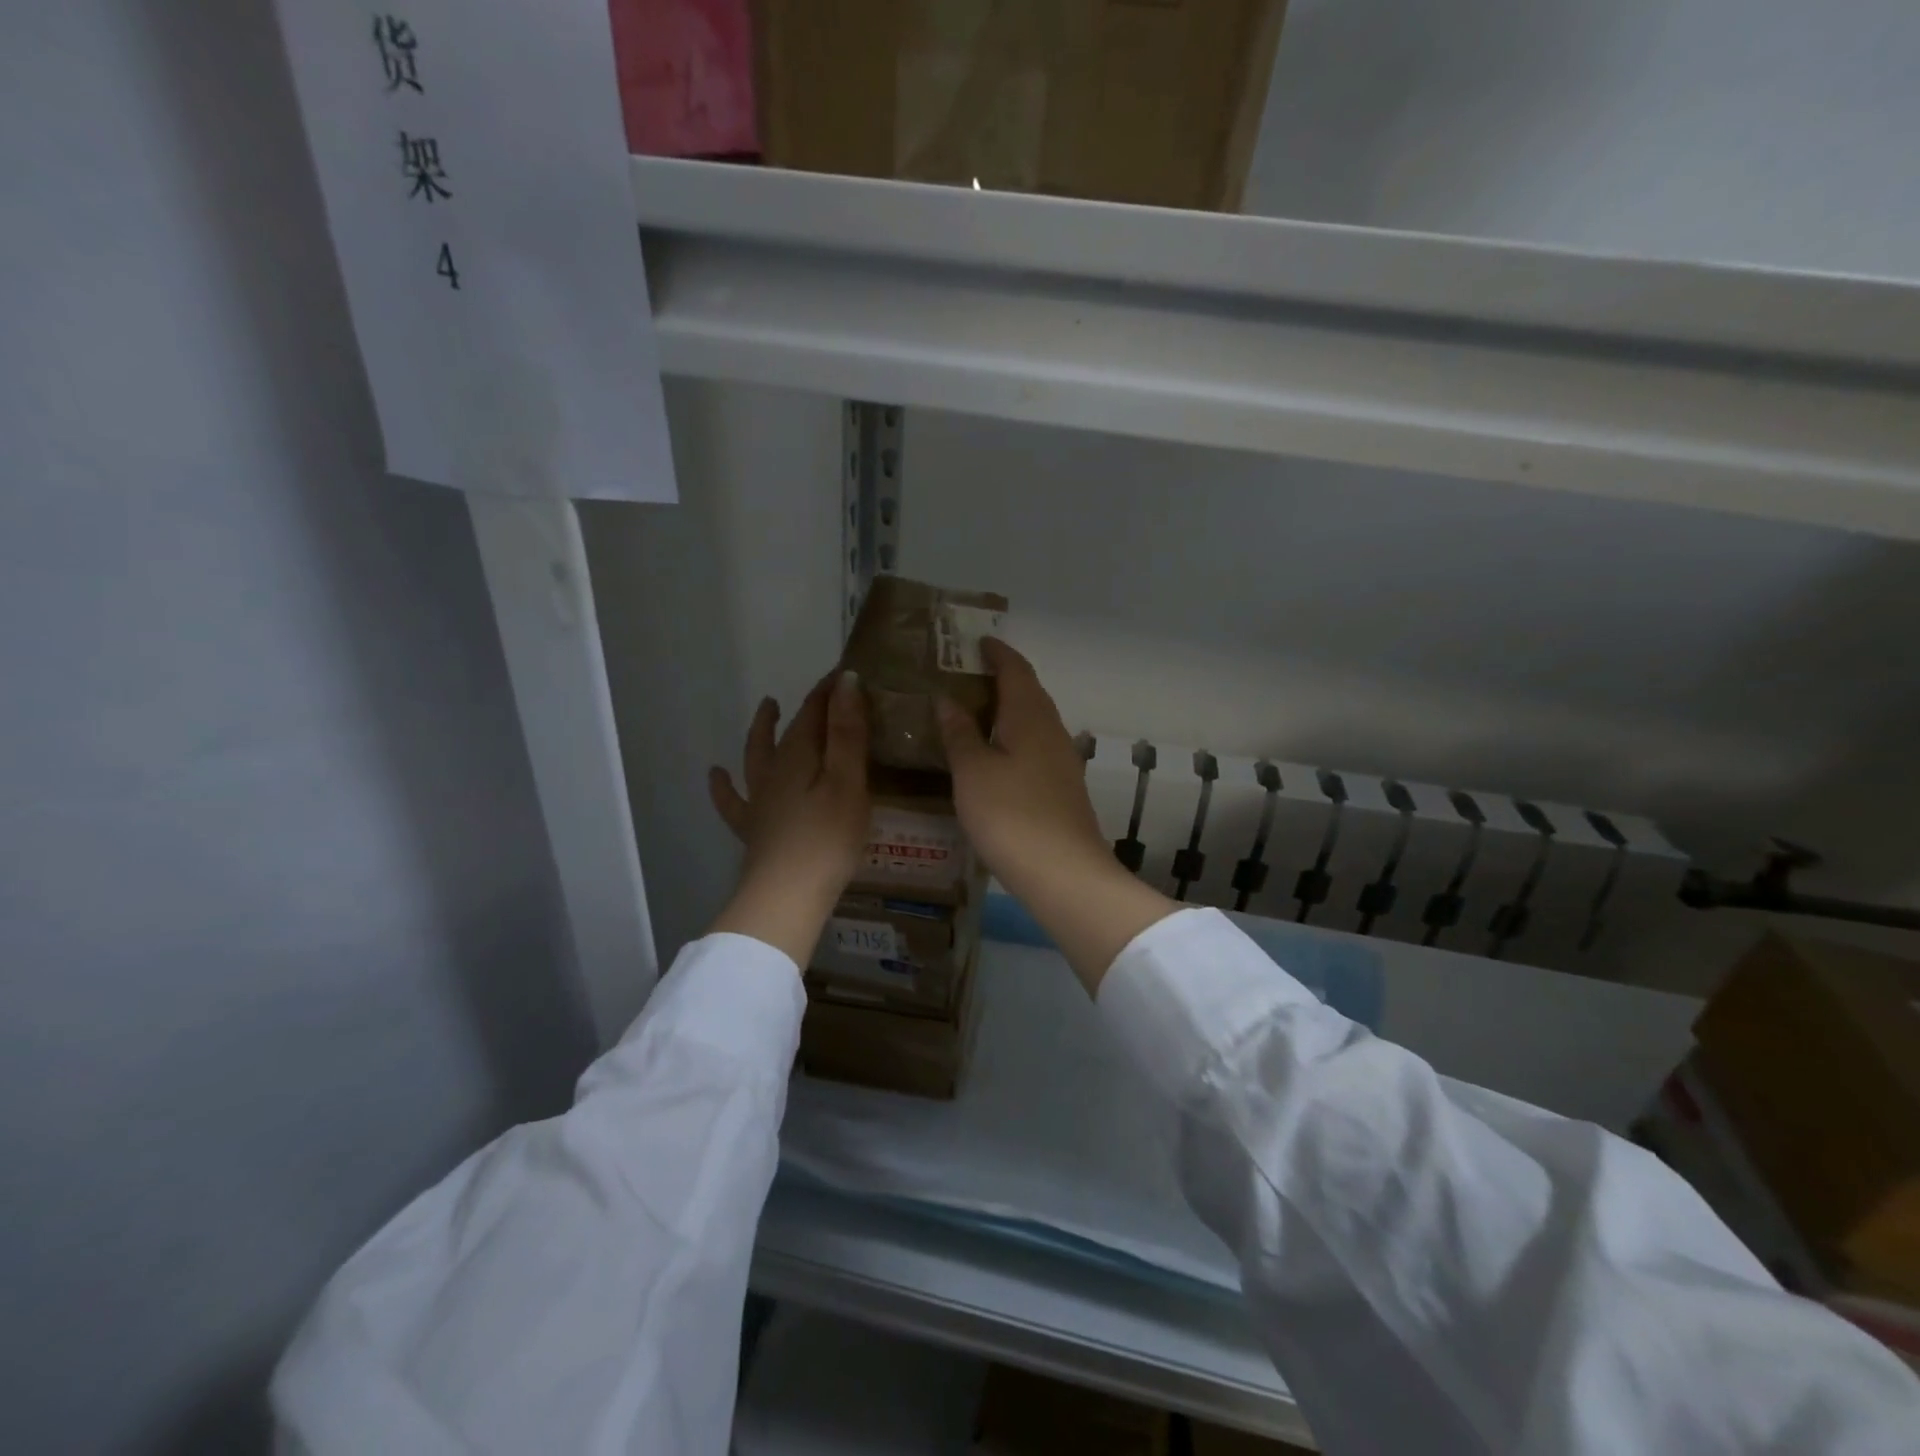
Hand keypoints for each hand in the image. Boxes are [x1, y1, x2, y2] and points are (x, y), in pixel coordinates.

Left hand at [707, 671, 868, 967]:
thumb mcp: (848, 782)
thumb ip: (847, 732)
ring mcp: (759, 800)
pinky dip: (723, 786)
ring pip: (757, 755)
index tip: (848, 673)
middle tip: (822, 691)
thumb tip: (846, 681)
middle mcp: (774, 771)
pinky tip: (716, 776)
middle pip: (790, 730)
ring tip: (766, 706)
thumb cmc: (828, 839)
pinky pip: (733, 801)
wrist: (785, 897)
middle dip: (807, 707)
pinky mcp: (753, 829)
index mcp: (800, 756)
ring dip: (763, 729)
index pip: (816, 710)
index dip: (831, 690)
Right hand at [936, 639, 1174, 993]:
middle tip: (967, 675)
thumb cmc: (1011, 815)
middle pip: (1028, 692)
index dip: (997, 653)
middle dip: (1002, 678)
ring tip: (975, 712)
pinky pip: (1035, 746)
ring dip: (1008, 710)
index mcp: (1029, 716)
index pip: (1015, 670)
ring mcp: (1062, 761)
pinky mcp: (1062, 788)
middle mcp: (1052, 730)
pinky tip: (996, 756)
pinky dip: (1014, 738)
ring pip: (1033, 721)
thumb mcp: (972, 772)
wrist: (1064, 874)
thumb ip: (959, 733)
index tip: (977, 642)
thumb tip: (947, 699)